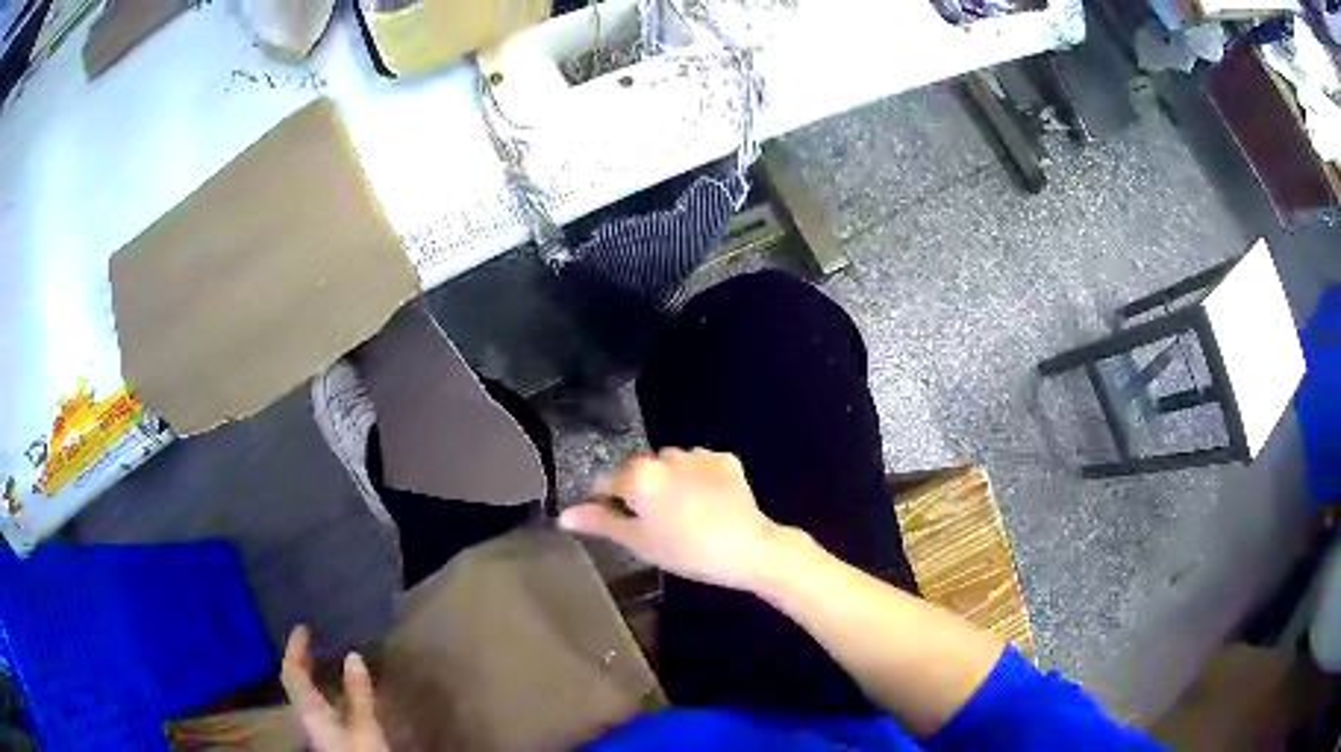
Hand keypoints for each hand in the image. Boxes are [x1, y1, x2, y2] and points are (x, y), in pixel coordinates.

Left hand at [280, 626, 389, 751]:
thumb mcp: (364, 726)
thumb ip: (358, 694)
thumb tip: (353, 655)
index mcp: (309, 710)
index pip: (292, 672)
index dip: (295, 648)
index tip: (303, 627)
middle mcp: (307, 716)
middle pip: (296, 682)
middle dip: (302, 659)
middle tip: (314, 639)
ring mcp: (318, 728)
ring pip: (308, 694)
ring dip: (314, 675)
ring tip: (328, 661)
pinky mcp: (332, 738)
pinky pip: (322, 706)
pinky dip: (327, 692)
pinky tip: (342, 693)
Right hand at [559, 448, 789, 589]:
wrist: (748, 548)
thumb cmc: (686, 550)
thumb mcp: (638, 541)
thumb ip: (600, 522)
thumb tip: (563, 514)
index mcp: (639, 475)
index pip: (605, 482)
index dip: (604, 502)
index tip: (616, 523)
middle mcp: (665, 456)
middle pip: (638, 470)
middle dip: (639, 490)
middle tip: (653, 524)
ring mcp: (698, 455)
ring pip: (670, 465)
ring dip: (669, 482)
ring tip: (683, 514)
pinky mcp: (725, 460)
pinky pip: (699, 465)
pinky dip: (697, 479)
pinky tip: (707, 503)